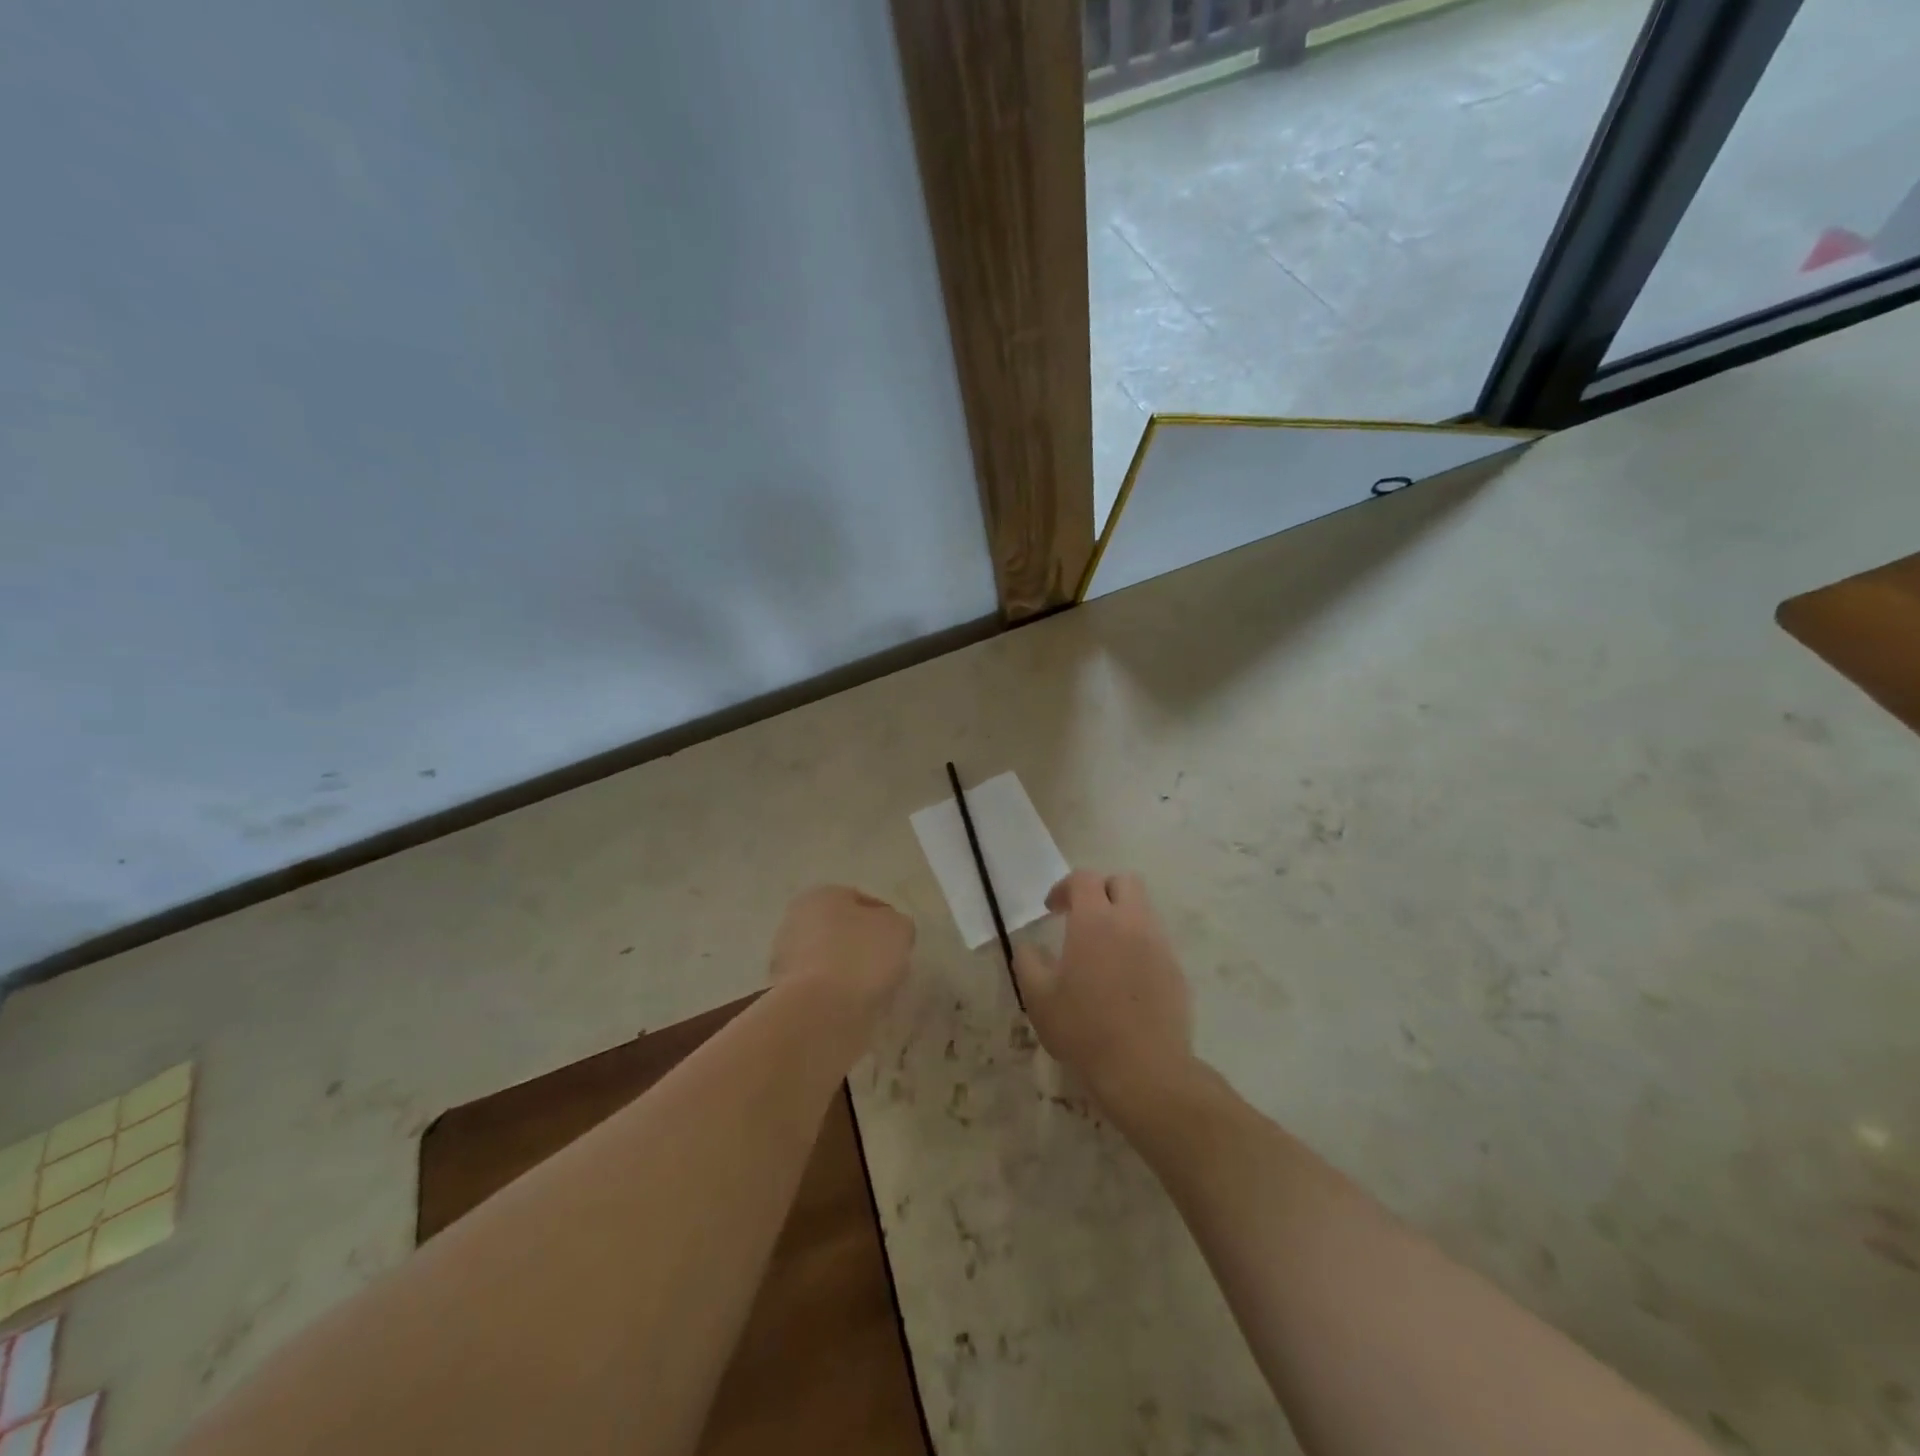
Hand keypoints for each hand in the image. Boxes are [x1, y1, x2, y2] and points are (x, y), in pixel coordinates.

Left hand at [770, 885, 913, 1014]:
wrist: (820, 1012)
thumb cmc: (860, 957)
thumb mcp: (898, 929)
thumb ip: (897, 923)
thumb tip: (890, 931)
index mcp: (821, 895)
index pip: (861, 901)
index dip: (885, 920)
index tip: (899, 943)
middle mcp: (796, 919)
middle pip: (841, 929)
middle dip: (862, 945)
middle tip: (887, 966)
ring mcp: (786, 958)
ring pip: (829, 959)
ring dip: (847, 971)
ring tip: (872, 991)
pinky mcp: (785, 993)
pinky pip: (820, 987)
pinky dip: (835, 994)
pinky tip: (853, 1006)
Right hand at [1014, 870, 1194, 1108]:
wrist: (1144, 1069)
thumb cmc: (1083, 1029)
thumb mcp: (1038, 998)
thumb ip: (1028, 962)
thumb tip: (1029, 946)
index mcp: (1096, 921)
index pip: (1084, 879)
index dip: (1064, 887)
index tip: (1052, 910)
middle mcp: (1132, 922)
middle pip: (1124, 882)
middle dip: (1102, 890)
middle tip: (1082, 917)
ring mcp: (1159, 945)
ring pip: (1143, 911)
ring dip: (1122, 918)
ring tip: (1103, 951)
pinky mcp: (1176, 970)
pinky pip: (1156, 942)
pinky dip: (1138, 946)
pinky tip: (1124, 979)